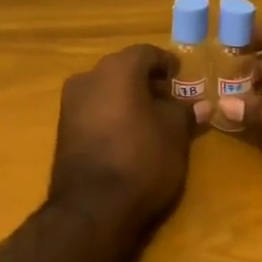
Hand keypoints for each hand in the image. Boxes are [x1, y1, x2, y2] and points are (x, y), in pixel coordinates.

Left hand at [49, 44, 198, 229]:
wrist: (91, 208)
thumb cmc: (141, 160)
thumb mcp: (174, 135)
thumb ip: (184, 112)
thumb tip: (199, 104)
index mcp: (117, 69)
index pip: (146, 53)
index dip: (166, 63)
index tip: (180, 76)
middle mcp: (89, 76)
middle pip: (123, 68)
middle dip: (146, 80)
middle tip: (168, 99)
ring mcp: (70, 102)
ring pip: (105, 88)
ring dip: (126, 97)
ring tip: (149, 120)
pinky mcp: (62, 128)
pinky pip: (93, 109)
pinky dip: (111, 113)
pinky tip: (126, 134)